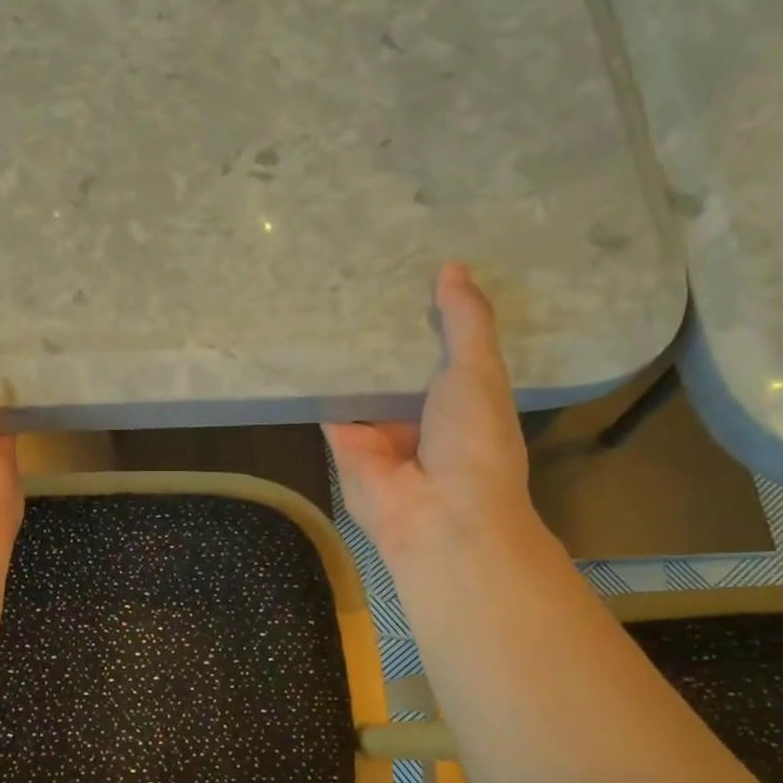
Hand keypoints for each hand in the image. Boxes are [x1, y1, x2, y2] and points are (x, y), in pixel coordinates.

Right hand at [324, 262, 543, 571]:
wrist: (439, 514)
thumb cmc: (474, 440)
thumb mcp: (480, 370)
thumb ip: (466, 321)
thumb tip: (452, 268)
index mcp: (461, 396)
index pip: (441, 346)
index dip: (428, 312)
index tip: (408, 268)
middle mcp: (419, 412)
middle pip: (396, 363)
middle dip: (381, 328)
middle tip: (358, 270)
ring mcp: (379, 428)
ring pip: (360, 381)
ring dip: (347, 349)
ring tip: (323, 291)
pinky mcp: (343, 442)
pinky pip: (329, 404)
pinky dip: (316, 378)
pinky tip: (301, 336)